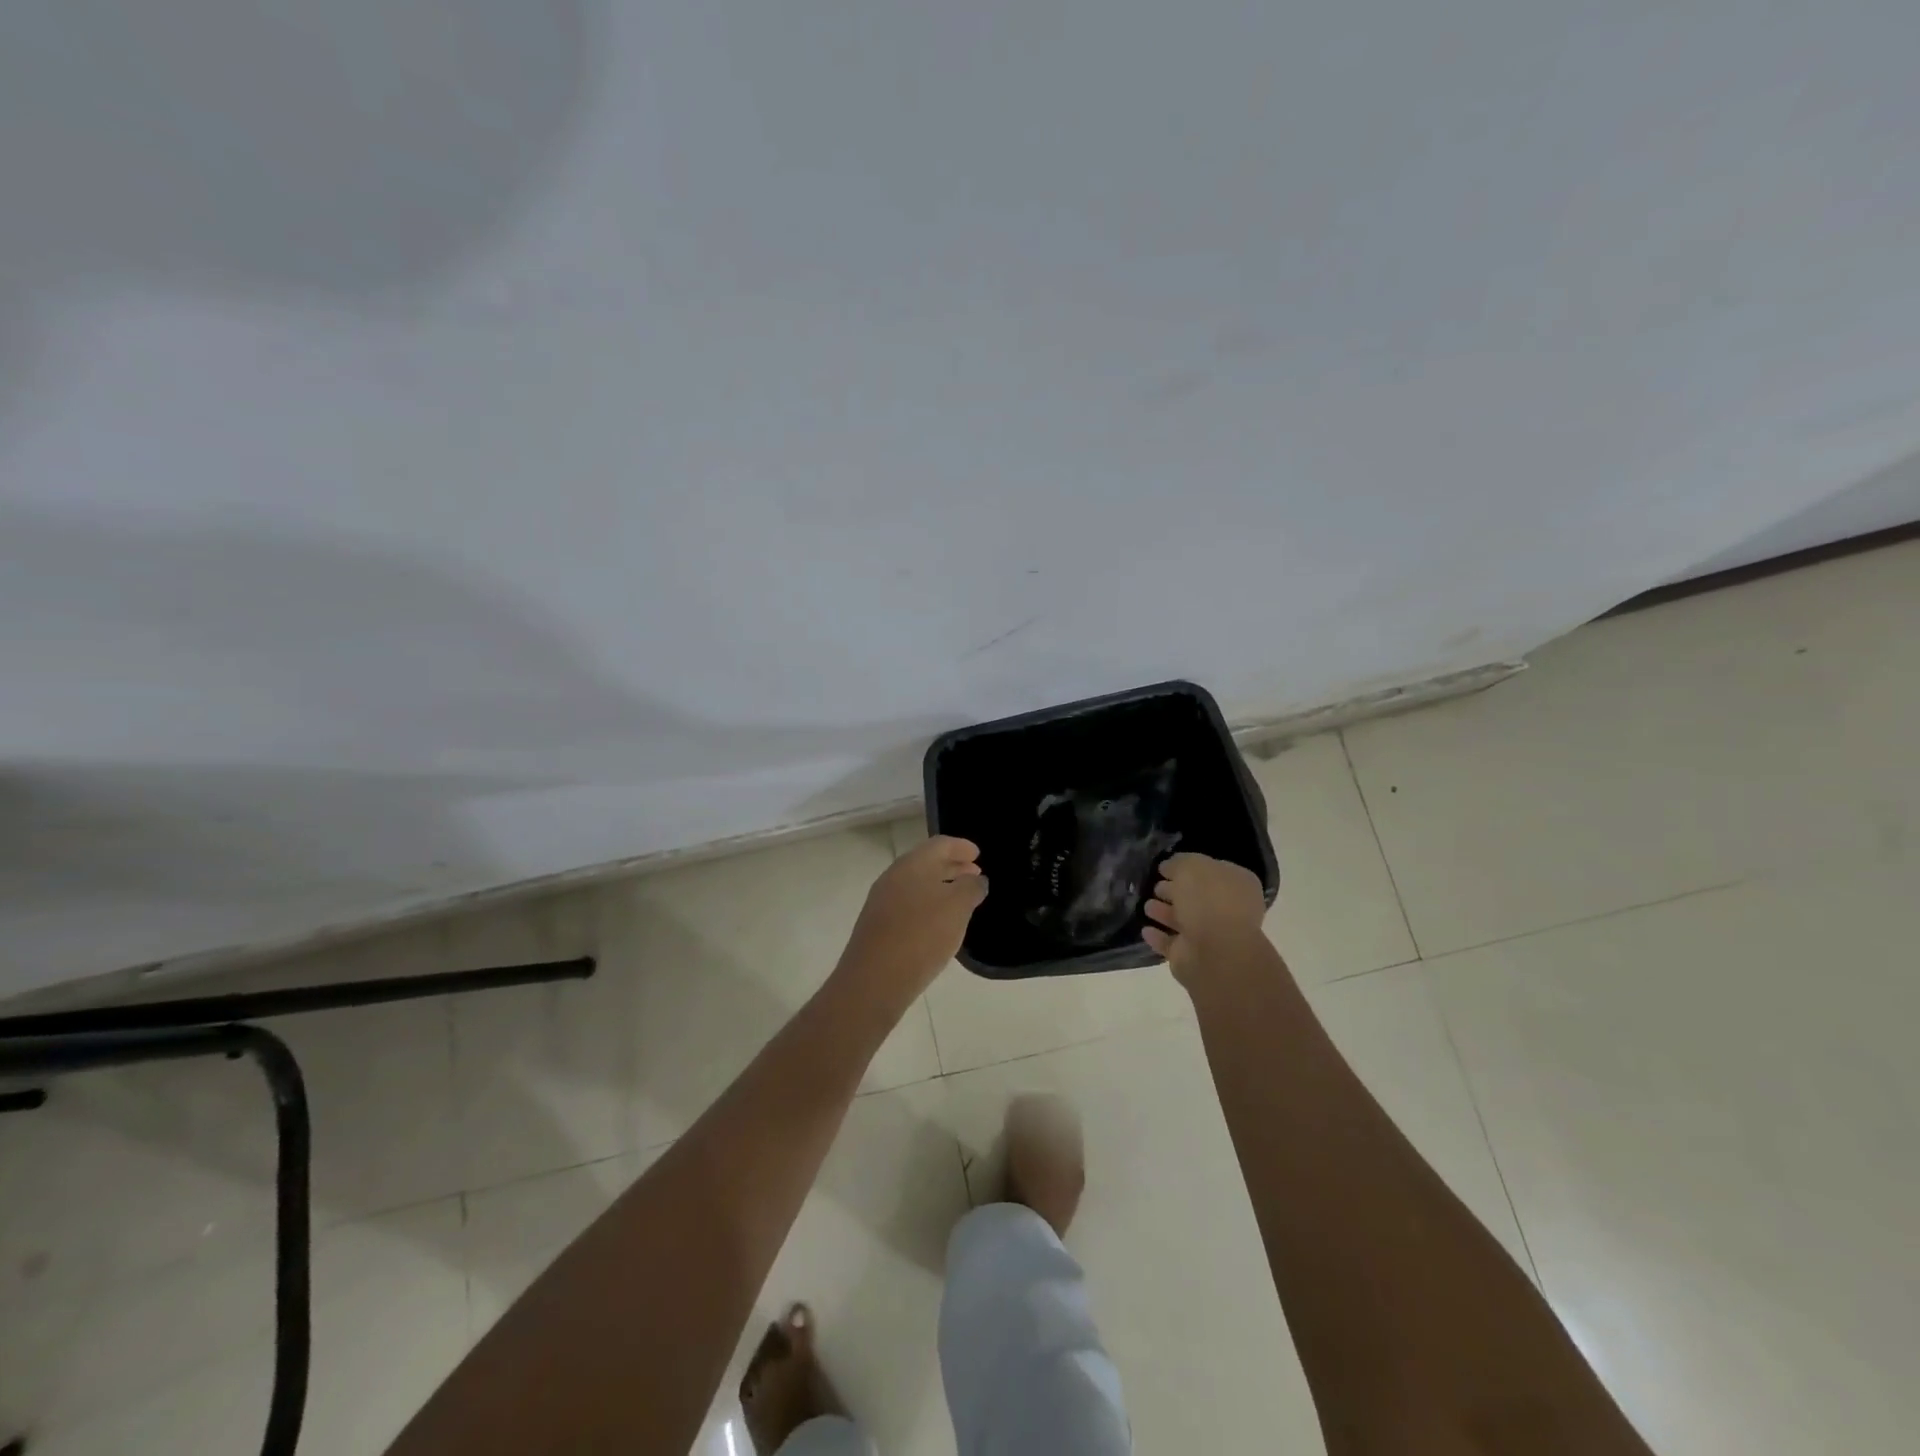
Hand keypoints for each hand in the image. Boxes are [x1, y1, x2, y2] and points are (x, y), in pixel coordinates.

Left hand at [837, 836, 987, 998]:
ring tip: (961, 899)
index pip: (940, 844)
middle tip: (974, 874)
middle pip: (926, 862)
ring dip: (940, 886)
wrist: (875, 980)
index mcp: (912, 864)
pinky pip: (908, 904)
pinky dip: (927, 904)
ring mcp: (882, 901)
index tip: (978, 854)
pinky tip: (939, 922)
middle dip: (952, 866)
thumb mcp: (958, 908)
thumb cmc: (922, 935)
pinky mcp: (877, 926)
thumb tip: (975, 879)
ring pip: (916, 884)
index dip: (961, 846)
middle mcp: (894, 876)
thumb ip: (971, 887)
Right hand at [1142, 852, 1268, 984]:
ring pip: (1183, 920)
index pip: (1211, 870)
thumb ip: (1178, 863)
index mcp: (1237, 884)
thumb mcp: (1191, 866)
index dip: (1187, 867)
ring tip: (1146, 906)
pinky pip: (1171, 943)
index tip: (1164, 867)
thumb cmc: (1209, 900)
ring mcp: (1211, 936)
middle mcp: (1228, 909)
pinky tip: (1145, 929)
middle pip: (1196, 896)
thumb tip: (1168, 867)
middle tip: (1154, 886)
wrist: (1215, 953)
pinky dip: (1158, 936)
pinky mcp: (1192, 957)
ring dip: (1164, 912)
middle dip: (1174, 890)